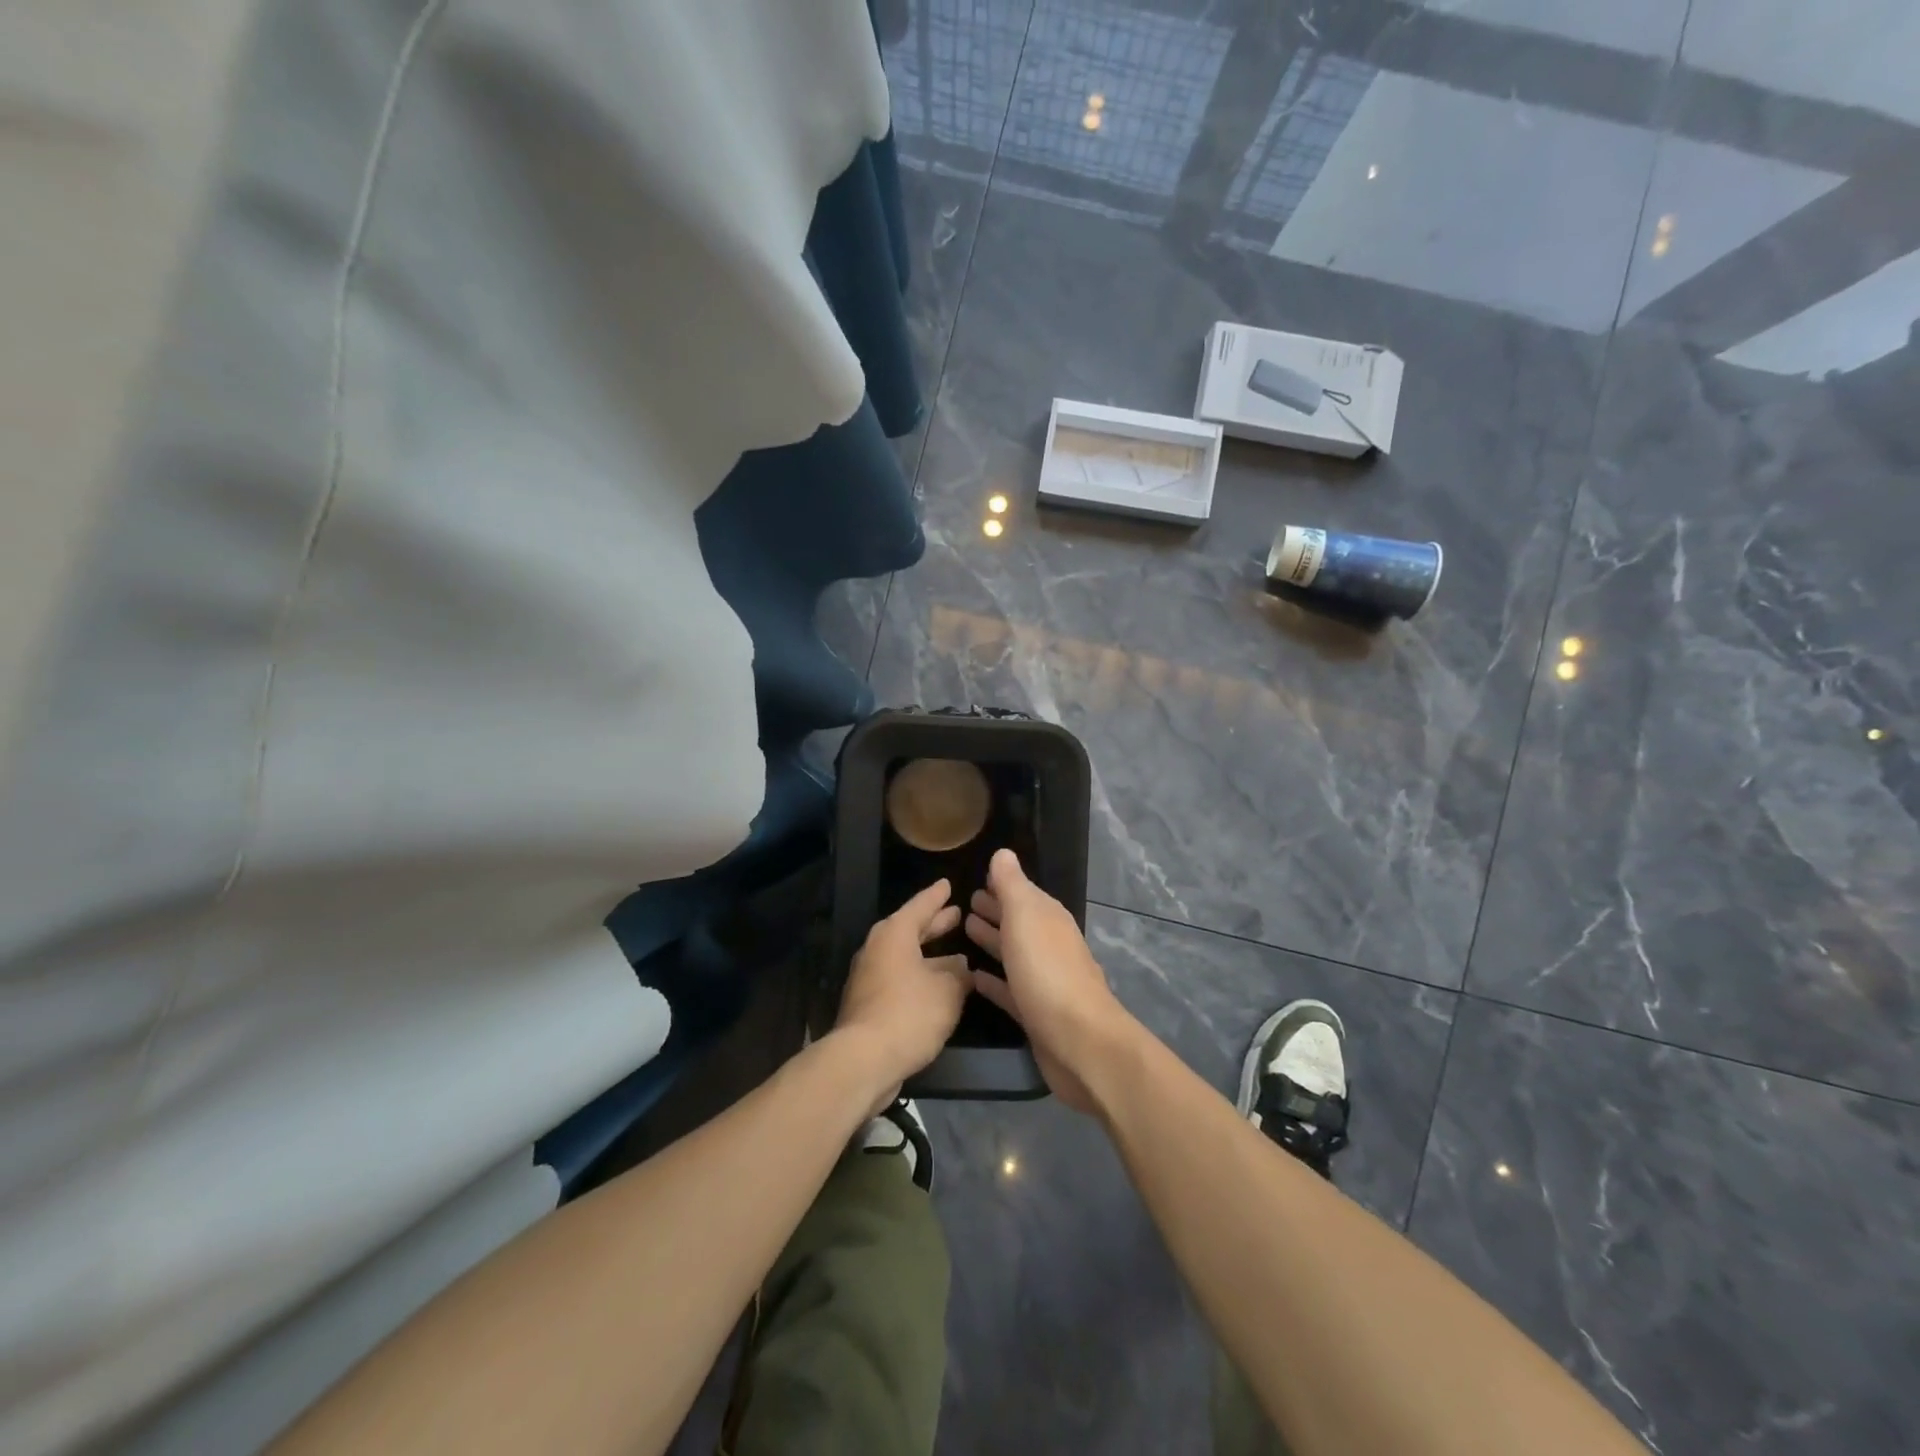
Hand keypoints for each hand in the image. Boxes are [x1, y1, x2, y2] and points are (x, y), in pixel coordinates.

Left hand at [835, 879, 972, 1111]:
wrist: (863, 1060)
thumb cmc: (909, 1013)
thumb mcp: (948, 990)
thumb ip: (959, 974)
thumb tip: (961, 965)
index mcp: (894, 934)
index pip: (920, 905)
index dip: (937, 896)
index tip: (948, 884)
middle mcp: (878, 949)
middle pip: (910, 930)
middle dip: (935, 924)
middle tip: (957, 914)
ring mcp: (869, 977)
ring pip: (905, 957)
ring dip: (929, 956)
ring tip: (956, 956)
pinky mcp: (868, 1004)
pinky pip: (899, 979)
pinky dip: (919, 978)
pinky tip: (938, 989)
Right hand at [965, 849, 1137, 1113]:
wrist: (1079, 1041)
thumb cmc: (1047, 971)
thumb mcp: (1025, 918)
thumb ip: (1012, 886)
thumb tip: (1003, 853)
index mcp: (1048, 918)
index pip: (1022, 893)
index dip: (1002, 885)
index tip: (977, 877)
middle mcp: (1048, 944)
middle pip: (1018, 921)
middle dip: (995, 910)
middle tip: (966, 903)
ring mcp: (1043, 980)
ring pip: (1013, 953)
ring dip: (992, 941)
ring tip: (965, 930)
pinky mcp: (1034, 1013)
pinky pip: (1009, 988)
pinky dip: (993, 980)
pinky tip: (973, 977)